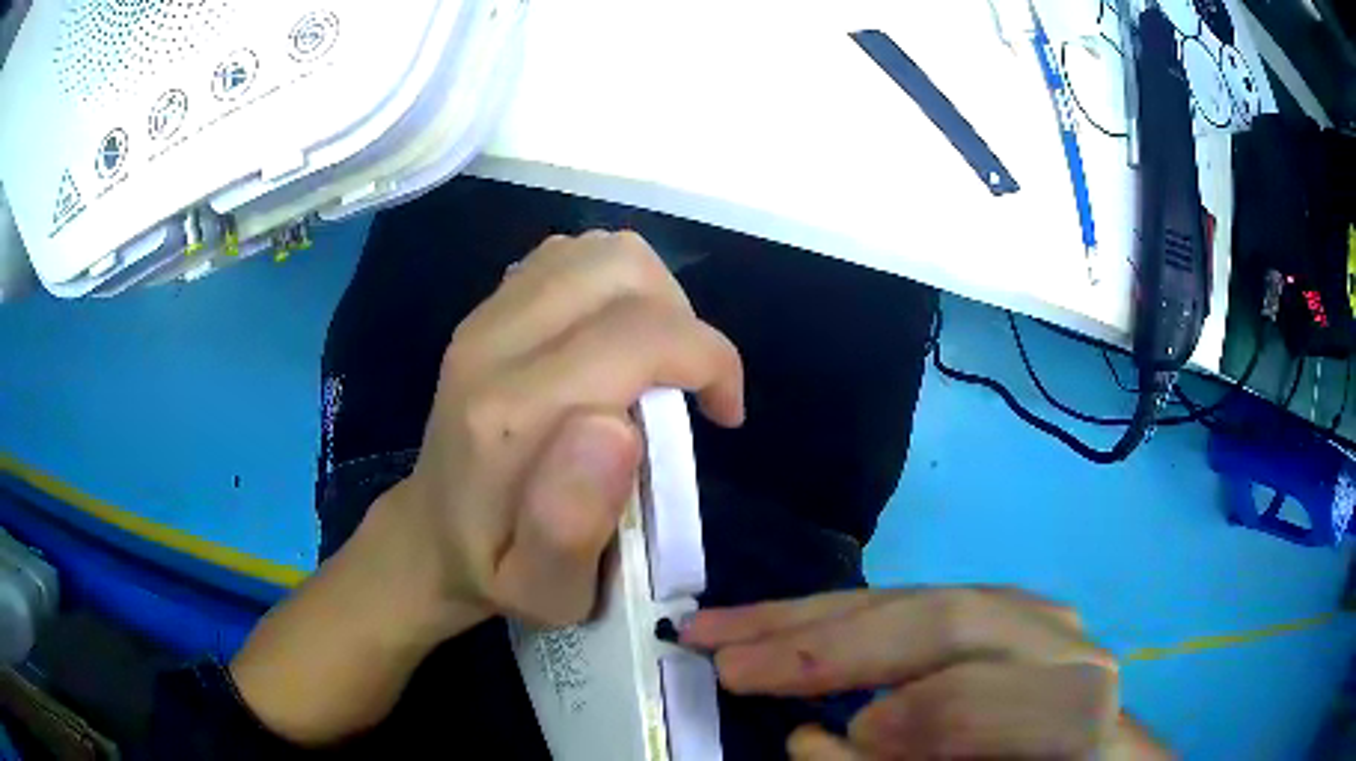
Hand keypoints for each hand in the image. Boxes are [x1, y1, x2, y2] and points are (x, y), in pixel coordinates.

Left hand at [386, 230, 744, 630]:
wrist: (429, 536)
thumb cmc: (499, 572)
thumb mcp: (546, 591)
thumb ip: (572, 524)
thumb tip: (619, 428)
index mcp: (510, 416)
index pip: (638, 335)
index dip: (708, 360)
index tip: (723, 413)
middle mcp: (492, 345)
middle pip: (623, 268)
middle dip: (685, 320)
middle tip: (688, 386)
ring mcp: (484, 317)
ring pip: (600, 251)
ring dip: (653, 298)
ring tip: (657, 362)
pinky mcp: (486, 309)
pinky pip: (570, 257)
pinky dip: (614, 287)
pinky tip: (613, 342)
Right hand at [683, 588, 1171, 759]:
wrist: (1085, 748)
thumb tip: (814, 742)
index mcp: (1070, 708)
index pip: (979, 699)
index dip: (895, 715)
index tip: (810, 737)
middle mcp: (1059, 645)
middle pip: (945, 621)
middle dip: (826, 642)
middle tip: (726, 657)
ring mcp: (1032, 615)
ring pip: (919, 597)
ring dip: (814, 615)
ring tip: (729, 628)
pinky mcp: (1004, 606)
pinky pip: (917, 600)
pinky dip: (844, 613)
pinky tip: (792, 620)